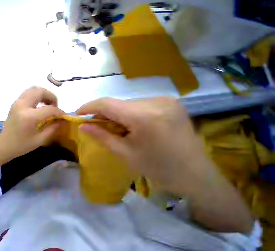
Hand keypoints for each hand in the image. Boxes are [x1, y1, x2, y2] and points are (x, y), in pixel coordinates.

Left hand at [0, 86, 64, 159]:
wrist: (3, 145)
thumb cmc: (22, 145)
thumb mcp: (40, 140)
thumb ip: (53, 128)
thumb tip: (63, 120)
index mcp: (29, 117)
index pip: (49, 109)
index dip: (59, 111)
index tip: (63, 116)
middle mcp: (22, 105)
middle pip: (40, 91)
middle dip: (51, 97)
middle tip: (55, 106)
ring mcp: (17, 102)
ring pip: (33, 89)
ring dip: (44, 94)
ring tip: (48, 105)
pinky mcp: (15, 103)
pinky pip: (28, 93)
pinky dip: (37, 95)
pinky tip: (39, 106)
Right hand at [76, 97, 217, 196]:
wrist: (196, 175)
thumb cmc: (159, 168)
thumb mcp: (124, 153)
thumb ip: (100, 136)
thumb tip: (82, 126)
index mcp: (144, 116)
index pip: (106, 104)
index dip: (88, 107)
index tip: (77, 113)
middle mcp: (155, 101)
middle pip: (116, 103)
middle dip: (101, 113)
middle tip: (94, 125)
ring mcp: (164, 99)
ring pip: (125, 103)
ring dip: (114, 114)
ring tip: (112, 127)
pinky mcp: (168, 102)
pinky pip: (137, 104)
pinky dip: (126, 113)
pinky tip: (128, 124)